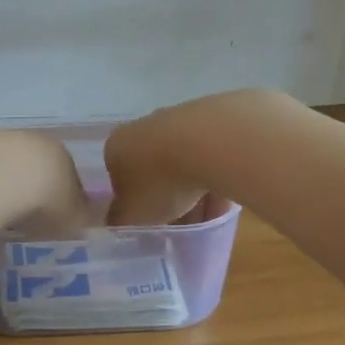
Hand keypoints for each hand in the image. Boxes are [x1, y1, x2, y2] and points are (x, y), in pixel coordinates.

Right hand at [103, 93, 267, 225]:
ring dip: (194, 193)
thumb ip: (120, 219)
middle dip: (166, 197)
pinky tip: (227, 203)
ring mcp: (181, 119)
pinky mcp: (216, 120)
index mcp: (117, 146)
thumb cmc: (160, 181)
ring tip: (207, 221)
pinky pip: (213, 159)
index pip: (119, 177)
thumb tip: (118, 219)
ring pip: (185, 164)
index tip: (148, 223)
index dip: (133, 203)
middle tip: (178, 225)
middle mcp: (145, 126)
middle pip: (153, 170)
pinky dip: (217, 180)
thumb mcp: (131, 214)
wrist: (212, 143)